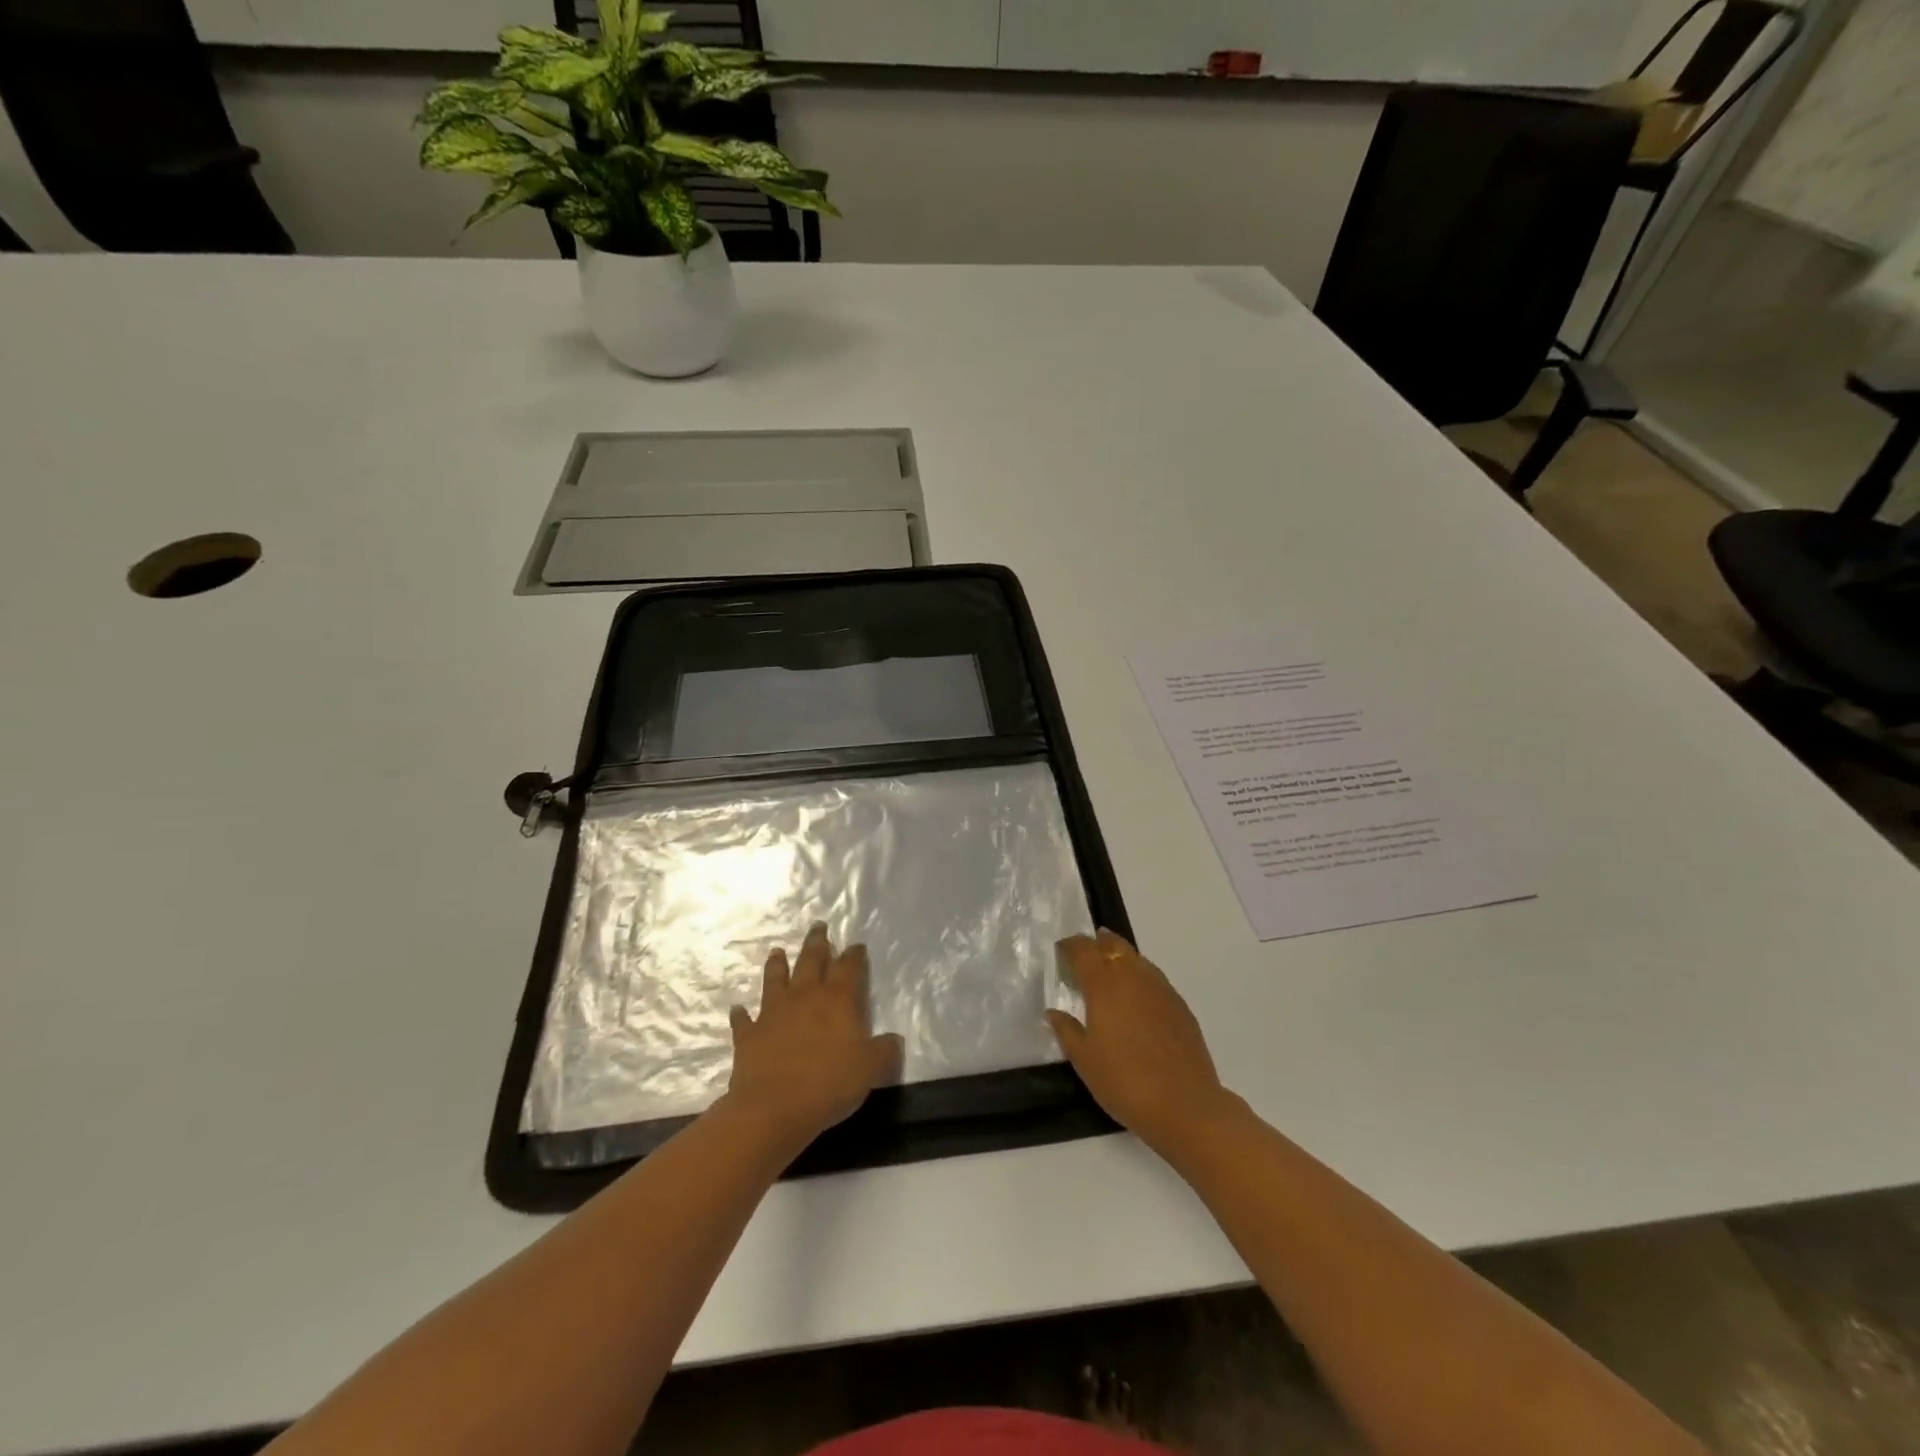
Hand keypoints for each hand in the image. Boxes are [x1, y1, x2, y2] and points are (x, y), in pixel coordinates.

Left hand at [724, 923, 903, 1148]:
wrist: (774, 1108)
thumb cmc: (829, 1084)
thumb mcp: (871, 1069)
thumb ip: (884, 1050)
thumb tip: (893, 1040)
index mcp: (837, 1000)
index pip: (848, 967)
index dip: (854, 955)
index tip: (856, 945)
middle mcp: (805, 997)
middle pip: (811, 961)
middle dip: (817, 943)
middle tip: (818, 926)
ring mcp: (773, 1013)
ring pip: (775, 980)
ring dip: (777, 965)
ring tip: (778, 951)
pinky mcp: (749, 1035)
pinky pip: (744, 1020)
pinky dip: (741, 1014)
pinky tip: (738, 1009)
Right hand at [1049, 929, 1237, 1155]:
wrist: (1185, 1105)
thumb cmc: (1124, 1082)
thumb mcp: (1084, 1059)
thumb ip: (1066, 1030)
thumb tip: (1054, 1012)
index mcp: (1104, 984)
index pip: (1083, 950)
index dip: (1070, 946)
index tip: (1061, 950)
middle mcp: (1133, 976)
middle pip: (1114, 945)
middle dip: (1097, 944)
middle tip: (1085, 954)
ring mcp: (1161, 989)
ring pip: (1137, 959)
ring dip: (1121, 958)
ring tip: (1110, 972)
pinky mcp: (1180, 1006)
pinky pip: (1155, 979)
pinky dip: (1140, 978)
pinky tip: (1137, 999)